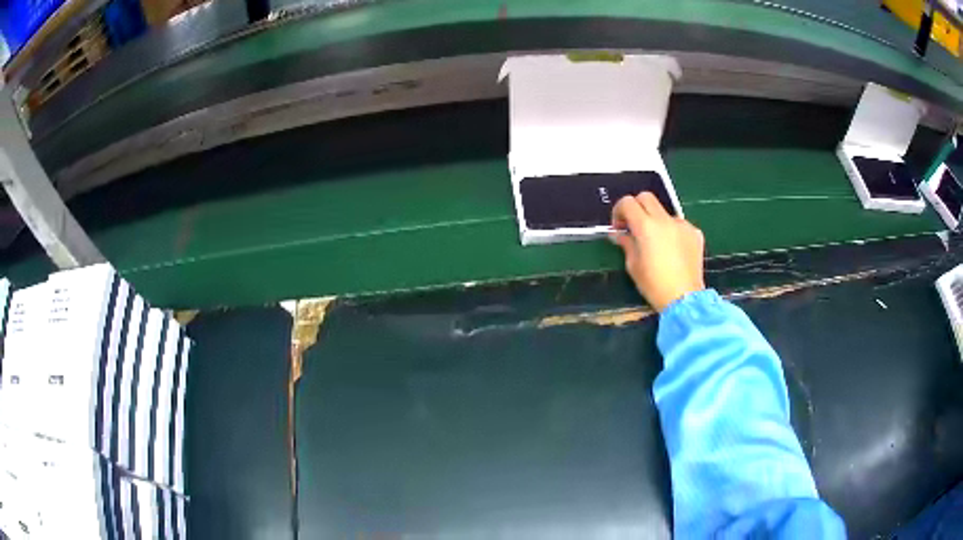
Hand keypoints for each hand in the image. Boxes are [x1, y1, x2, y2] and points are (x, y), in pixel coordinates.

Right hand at [611, 193, 705, 311]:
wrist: (685, 299)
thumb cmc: (654, 285)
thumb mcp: (633, 266)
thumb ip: (626, 243)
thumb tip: (620, 234)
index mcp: (646, 226)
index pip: (628, 202)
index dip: (619, 211)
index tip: (619, 226)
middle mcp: (665, 220)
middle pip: (646, 197)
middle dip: (637, 208)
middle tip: (634, 226)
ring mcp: (682, 225)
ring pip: (664, 212)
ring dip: (656, 221)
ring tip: (656, 244)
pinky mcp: (695, 233)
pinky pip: (679, 225)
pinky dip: (672, 232)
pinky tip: (673, 251)